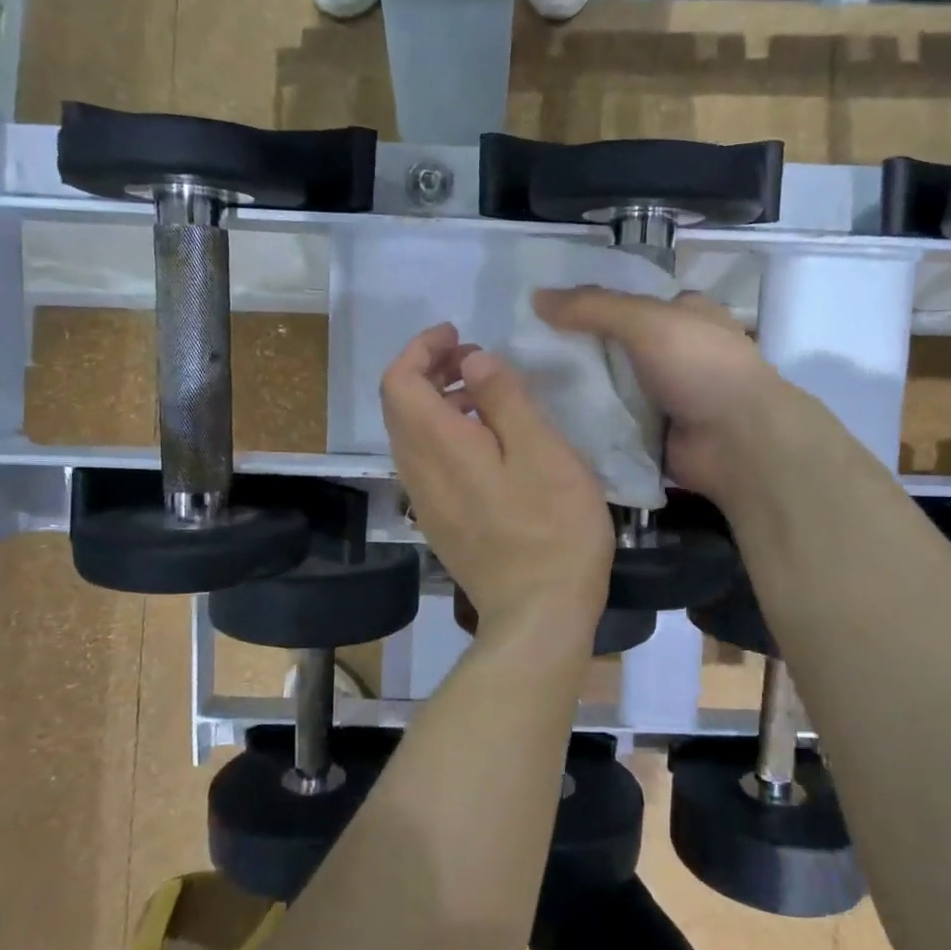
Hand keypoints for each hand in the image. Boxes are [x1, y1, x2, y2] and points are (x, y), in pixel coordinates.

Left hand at [380, 323, 612, 639]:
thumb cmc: (551, 527)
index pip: (398, 381)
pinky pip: (426, 462)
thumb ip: (503, 398)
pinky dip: (444, 434)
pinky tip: (488, 443)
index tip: (459, 334)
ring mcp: (425, 501)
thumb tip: (473, 361)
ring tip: (486, 395)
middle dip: (429, 369)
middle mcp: (418, 471)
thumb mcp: (541, 450)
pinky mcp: (440, 522)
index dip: (421, 348)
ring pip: (411, 434)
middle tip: (476, 359)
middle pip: (399, 405)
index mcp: (438, 446)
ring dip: (438, 402)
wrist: (538, 615)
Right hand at [534, 287, 778, 506]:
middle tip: (519, 351)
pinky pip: (609, 422)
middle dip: (573, 348)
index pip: (624, 300)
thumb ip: (591, 307)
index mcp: (682, 313)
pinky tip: (547, 420)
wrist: (737, 442)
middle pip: (611, 344)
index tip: (537, 310)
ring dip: (576, 387)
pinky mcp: (651, 432)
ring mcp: (663, 394)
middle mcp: (673, 351)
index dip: (584, 302)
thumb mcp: (645, 321)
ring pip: (607, 385)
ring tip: (523, 385)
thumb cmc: (700, 366)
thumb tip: (535, 297)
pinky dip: (586, 422)